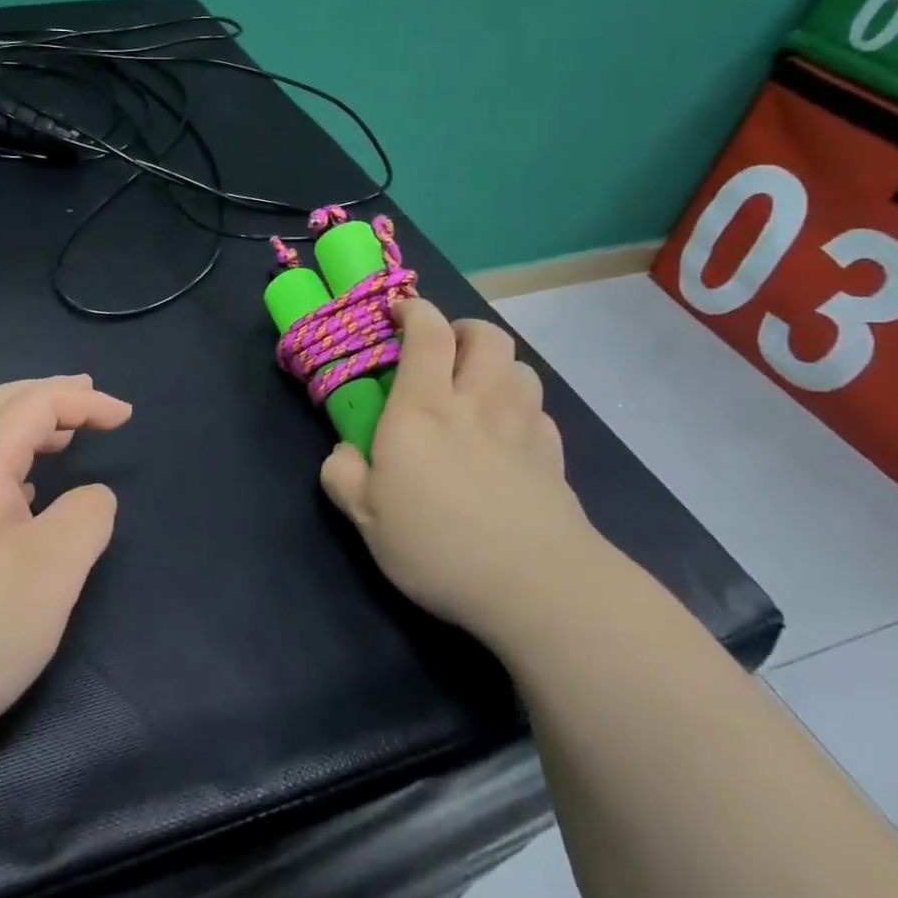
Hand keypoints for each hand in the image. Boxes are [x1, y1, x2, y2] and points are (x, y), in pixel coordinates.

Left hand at [0, 375, 131, 756]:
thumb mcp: (52, 572)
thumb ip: (86, 517)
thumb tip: (91, 496)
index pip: (36, 403)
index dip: (86, 401)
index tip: (127, 417)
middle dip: (49, 397)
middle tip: (89, 398)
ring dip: (23, 429)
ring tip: (61, 440)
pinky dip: (3, 464)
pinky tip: (16, 498)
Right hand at [319, 299, 603, 643]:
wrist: (536, 586)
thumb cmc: (438, 544)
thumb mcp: (365, 518)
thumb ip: (343, 476)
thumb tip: (344, 453)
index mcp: (422, 408)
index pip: (427, 333)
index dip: (415, 311)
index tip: (398, 313)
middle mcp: (475, 403)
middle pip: (486, 336)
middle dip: (463, 329)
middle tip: (442, 350)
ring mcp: (522, 427)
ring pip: (520, 367)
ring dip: (497, 367)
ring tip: (477, 390)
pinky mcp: (554, 457)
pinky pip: (539, 412)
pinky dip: (522, 409)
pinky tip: (509, 436)